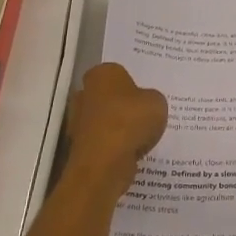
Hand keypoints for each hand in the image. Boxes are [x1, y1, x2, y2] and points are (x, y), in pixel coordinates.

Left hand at [65, 63, 167, 194]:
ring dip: (119, 128)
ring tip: (142, 137)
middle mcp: (84, 93)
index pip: (119, 74)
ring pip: (105, 121)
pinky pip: (104, 142)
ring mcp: (78, 121)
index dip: (134, 85)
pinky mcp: (80, 147)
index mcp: (102, 74)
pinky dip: (115, 147)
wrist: (105, 162)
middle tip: (145, 116)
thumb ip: (151, 99)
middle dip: (123, 106)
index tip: (146, 97)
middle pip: (108, 97)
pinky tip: (132, 153)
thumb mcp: (157, 102)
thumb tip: (145, 105)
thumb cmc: (130, 121)